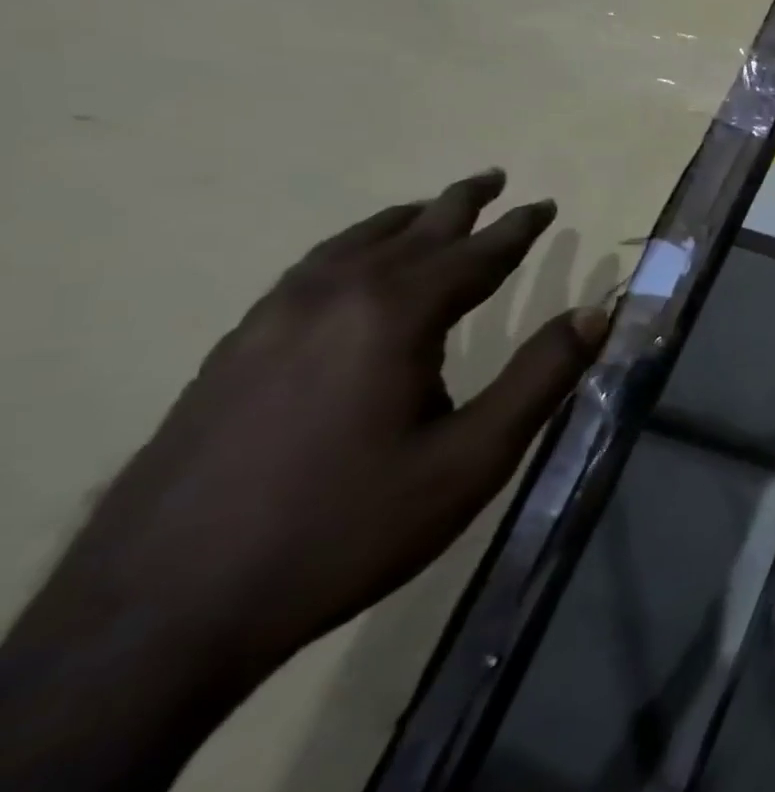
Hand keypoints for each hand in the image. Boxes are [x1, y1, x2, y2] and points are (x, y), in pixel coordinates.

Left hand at [26, 169, 607, 683]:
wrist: (159, 614)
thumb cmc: (345, 529)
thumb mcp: (471, 459)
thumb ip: (541, 378)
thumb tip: (597, 313)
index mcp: (393, 315)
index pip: (475, 254)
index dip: (517, 228)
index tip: (546, 204)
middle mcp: (331, 299)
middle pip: (410, 233)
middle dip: (459, 204)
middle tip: (493, 178)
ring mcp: (269, 322)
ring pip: (349, 247)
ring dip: (400, 222)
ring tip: (427, 211)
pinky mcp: (230, 354)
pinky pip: (307, 274)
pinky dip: (348, 251)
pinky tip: (347, 270)